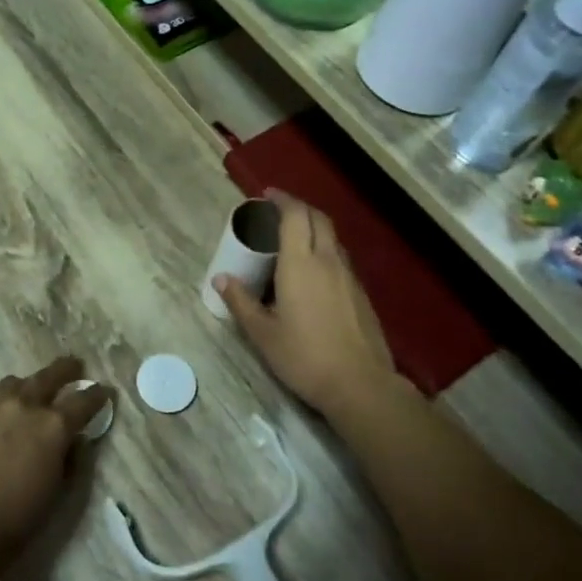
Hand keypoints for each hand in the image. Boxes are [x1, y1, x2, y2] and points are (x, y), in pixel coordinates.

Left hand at [0, 357, 108, 569]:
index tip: (104, 390)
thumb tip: (73, 442)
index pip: (82, 401)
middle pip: (48, 377)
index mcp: (53, 426)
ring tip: (34, 388)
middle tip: (75, 365)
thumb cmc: (18, 517)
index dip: (97, 395)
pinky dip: (7, 401)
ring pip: (16, 382)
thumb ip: (68, 460)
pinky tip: (6, 415)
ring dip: (31, 382)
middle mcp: (26, 407)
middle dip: (65, 370)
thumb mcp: (56, 491)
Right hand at [216, 191, 405, 419]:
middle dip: (298, 208)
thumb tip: (220, 279)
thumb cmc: (304, 356)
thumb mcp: (263, 334)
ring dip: (313, 228)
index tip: (267, 195)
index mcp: (300, 263)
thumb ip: (241, 302)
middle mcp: (327, 261)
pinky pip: (340, 258)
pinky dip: (324, 250)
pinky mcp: (360, 294)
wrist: (360, 384)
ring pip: (332, 238)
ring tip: (293, 240)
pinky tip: (313, 273)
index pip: (294, 215)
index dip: (282, 200)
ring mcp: (349, 276)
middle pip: (318, 218)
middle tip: (278, 212)